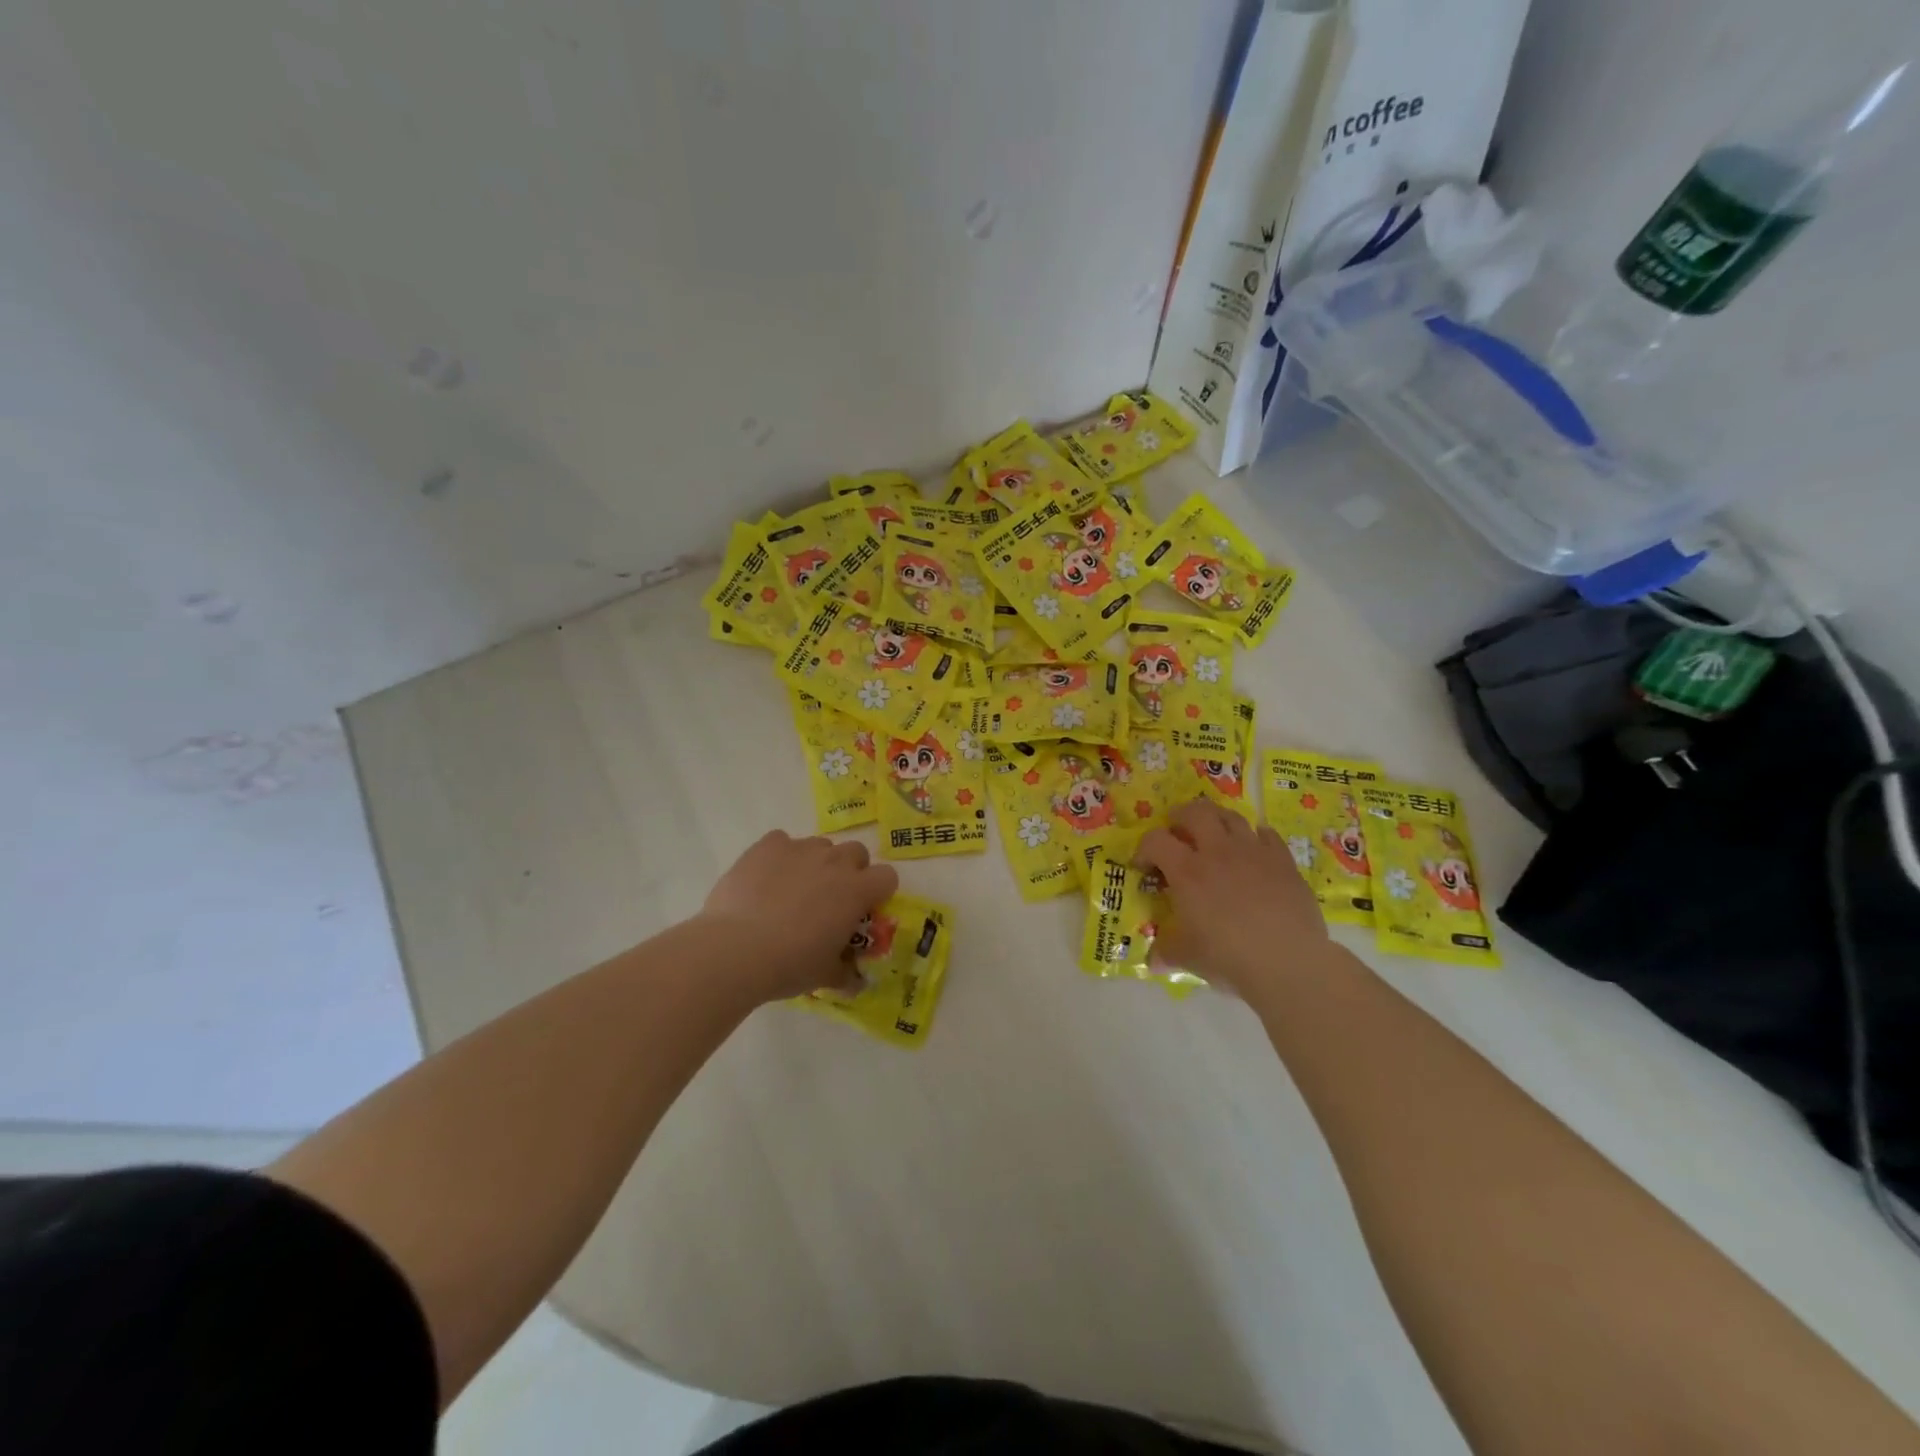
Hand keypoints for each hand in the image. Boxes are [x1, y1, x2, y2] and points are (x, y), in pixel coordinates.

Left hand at [696, 831, 898, 1001]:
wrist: (736, 950)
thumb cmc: (790, 964)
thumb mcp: (824, 975)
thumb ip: (845, 973)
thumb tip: (856, 982)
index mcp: (857, 891)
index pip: (887, 876)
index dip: (877, 892)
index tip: (862, 910)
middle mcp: (834, 861)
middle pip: (856, 852)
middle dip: (849, 871)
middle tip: (829, 899)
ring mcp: (800, 849)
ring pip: (819, 846)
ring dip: (815, 863)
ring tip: (792, 891)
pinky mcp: (767, 845)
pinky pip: (781, 841)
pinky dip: (779, 857)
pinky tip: (764, 879)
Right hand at [1134, 799, 1332, 999]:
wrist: (1288, 962)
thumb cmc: (1229, 957)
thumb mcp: (1187, 958)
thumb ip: (1166, 952)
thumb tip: (1153, 961)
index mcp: (1187, 871)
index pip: (1155, 840)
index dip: (1144, 849)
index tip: (1145, 867)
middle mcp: (1218, 851)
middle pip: (1195, 812)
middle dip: (1181, 817)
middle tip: (1177, 831)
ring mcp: (1253, 852)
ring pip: (1231, 816)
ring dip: (1217, 820)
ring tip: (1214, 834)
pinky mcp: (1283, 860)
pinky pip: (1267, 834)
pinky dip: (1255, 837)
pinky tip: (1253, 850)